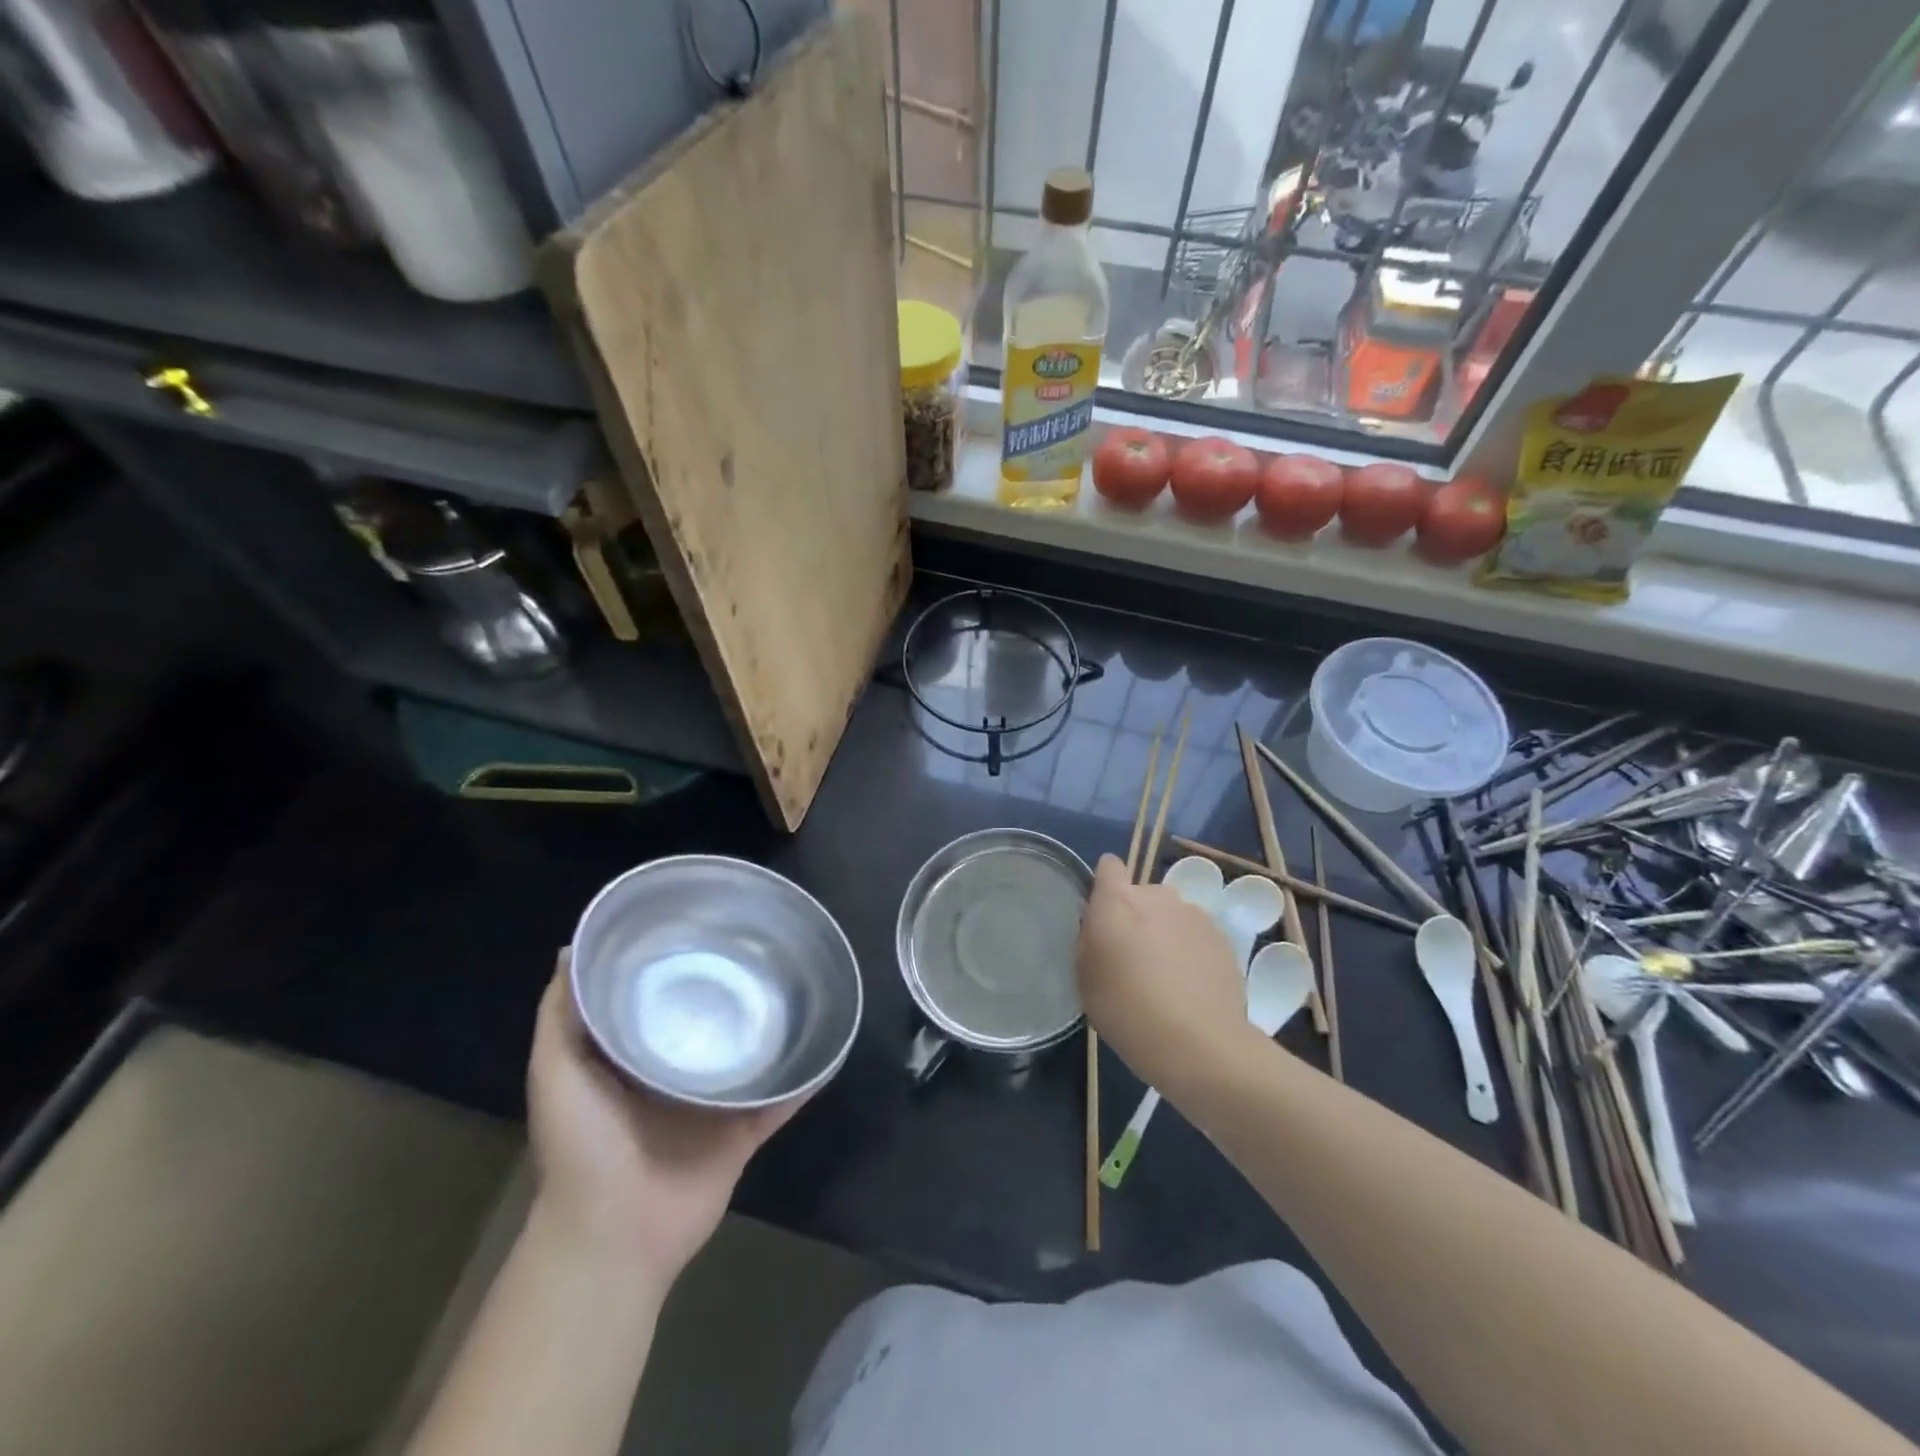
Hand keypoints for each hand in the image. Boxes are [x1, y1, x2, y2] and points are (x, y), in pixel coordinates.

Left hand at [527, 952, 806, 1294]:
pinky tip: (829, 1043)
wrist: (612, 1236)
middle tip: (762, 944)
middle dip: (731, 989)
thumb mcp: (556, 1070)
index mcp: (633, 1059)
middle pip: (711, 1023)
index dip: (676, 965)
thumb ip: (560, 1015)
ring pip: (751, 1056)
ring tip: (802, 981)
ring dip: (773, 1028)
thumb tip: (572, 947)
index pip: (660, 999)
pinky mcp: (744, 1133)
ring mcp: (713, 1106)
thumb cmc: (581, 1147)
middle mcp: (676, 1075)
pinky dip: (805, 1078)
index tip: (700, 921)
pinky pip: (781, 1099)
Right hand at [1076, 854, 1252, 1091]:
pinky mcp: (1222, 937)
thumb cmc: (1126, 1010)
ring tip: (1166, 977)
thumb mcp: (1085, 978)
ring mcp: (1194, 914)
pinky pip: (1197, 935)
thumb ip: (1089, 941)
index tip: (1103, 914)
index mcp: (1117, 901)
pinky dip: (1192, 952)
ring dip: (1165, 933)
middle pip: (1142, 894)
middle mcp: (1157, 896)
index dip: (1104, 884)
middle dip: (1136, 917)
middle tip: (1133, 958)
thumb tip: (1098, 928)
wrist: (1198, 1043)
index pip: (1108, 866)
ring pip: (1171, 915)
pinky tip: (1191, 987)